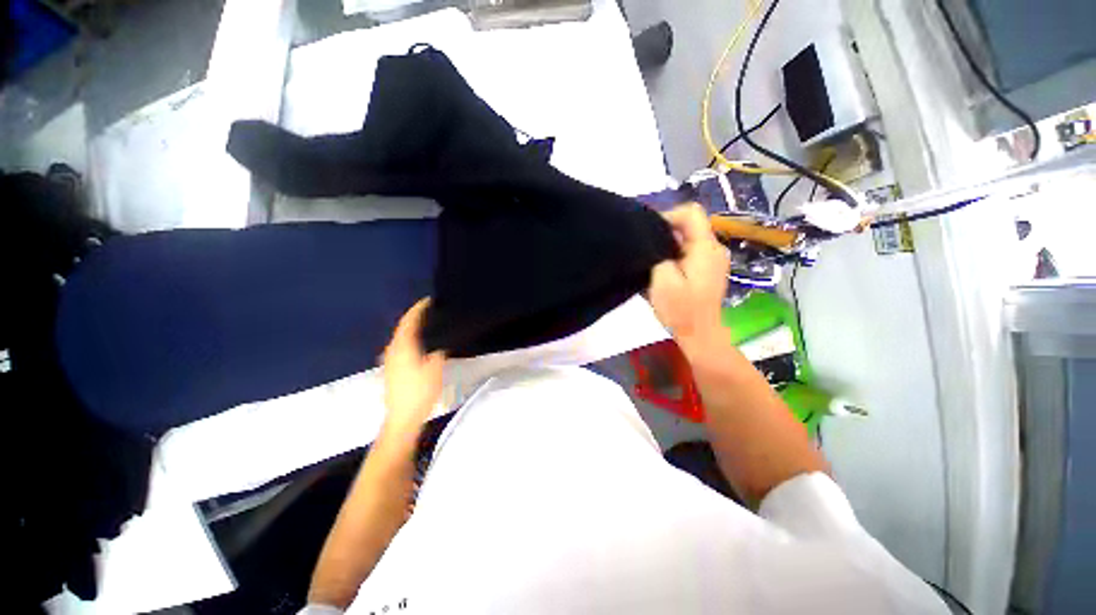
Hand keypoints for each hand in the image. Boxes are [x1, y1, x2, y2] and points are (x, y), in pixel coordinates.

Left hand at [381, 298, 445, 441]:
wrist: (402, 418)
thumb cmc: (419, 391)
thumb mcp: (435, 367)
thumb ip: (437, 350)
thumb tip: (439, 341)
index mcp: (402, 346)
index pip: (409, 321)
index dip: (418, 309)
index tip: (429, 300)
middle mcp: (392, 350)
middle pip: (403, 328)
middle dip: (415, 317)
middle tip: (431, 311)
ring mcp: (389, 360)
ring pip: (401, 337)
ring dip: (412, 328)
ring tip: (427, 324)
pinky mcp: (391, 370)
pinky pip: (401, 346)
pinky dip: (410, 339)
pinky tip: (419, 343)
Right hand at [648, 204, 730, 356]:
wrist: (700, 335)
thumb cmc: (681, 309)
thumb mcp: (662, 279)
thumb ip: (658, 253)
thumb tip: (655, 238)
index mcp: (705, 247)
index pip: (691, 212)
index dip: (668, 216)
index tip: (649, 233)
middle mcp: (714, 248)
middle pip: (690, 225)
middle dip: (666, 233)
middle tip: (647, 250)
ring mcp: (714, 260)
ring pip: (689, 239)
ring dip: (669, 246)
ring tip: (653, 261)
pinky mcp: (709, 270)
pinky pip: (691, 252)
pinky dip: (676, 255)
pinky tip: (664, 270)